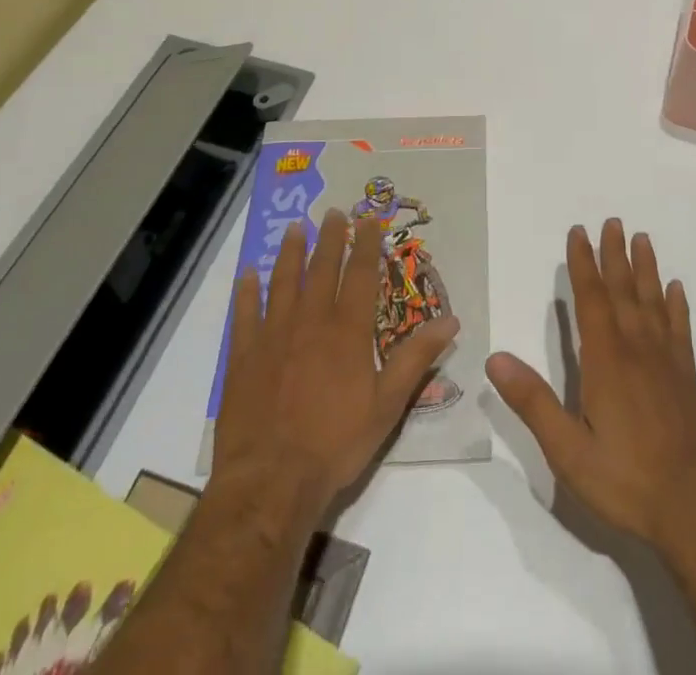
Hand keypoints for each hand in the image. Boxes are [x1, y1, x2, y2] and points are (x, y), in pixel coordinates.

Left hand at [212, 209, 459, 507]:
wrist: (270, 482)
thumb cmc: (335, 444)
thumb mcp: (388, 405)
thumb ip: (416, 358)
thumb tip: (451, 321)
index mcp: (347, 331)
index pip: (360, 275)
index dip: (365, 245)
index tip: (368, 221)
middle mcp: (310, 322)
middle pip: (321, 269)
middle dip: (329, 238)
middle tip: (332, 212)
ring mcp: (273, 337)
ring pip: (283, 282)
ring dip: (290, 253)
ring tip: (294, 228)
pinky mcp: (243, 358)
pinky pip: (244, 315)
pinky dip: (246, 292)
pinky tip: (248, 275)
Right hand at [487, 220, 695, 565]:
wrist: (695, 512)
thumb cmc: (625, 481)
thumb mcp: (568, 451)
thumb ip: (533, 402)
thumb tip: (495, 357)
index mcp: (606, 360)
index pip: (591, 299)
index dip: (583, 264)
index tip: (579, 232)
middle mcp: (637, 349)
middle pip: (624, 291)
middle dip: (615, 255)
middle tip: (613, 221)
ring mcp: (667, 362)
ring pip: (653, 302)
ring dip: (646, 269)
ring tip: (643, 239)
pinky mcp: (687, 379)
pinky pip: (681, 330)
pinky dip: (677, 306)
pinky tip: (676, 289)